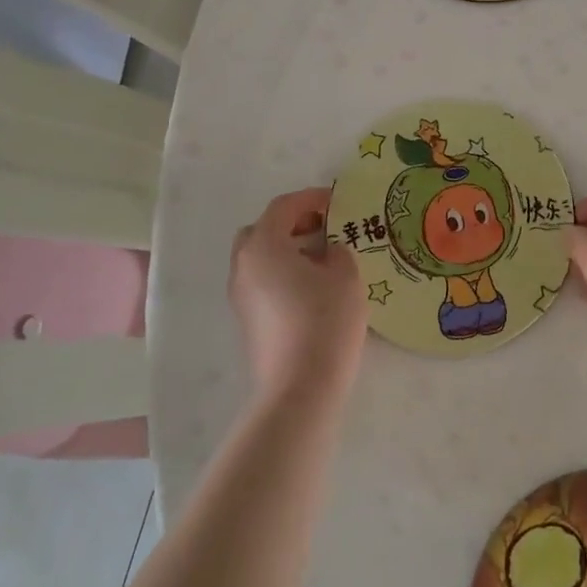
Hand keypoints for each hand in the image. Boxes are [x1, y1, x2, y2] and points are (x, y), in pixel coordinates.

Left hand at [228, 188, 366, 401]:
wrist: (299, 388)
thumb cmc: (325, 321)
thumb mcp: (346, 275)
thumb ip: (338, 251)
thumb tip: (328, 251)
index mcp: (263, 245)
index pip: (284, 207)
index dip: (311, 198)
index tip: (337, 201)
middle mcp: (243, 265)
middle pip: (262, 230)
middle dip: (292, 223)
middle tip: (323, 227)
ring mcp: (240, 296)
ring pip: (259, 258)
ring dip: (286, 249)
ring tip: (321, 258)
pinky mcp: (246, 320)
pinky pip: (261, 281)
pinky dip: (281, 272)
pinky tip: (311, 287)